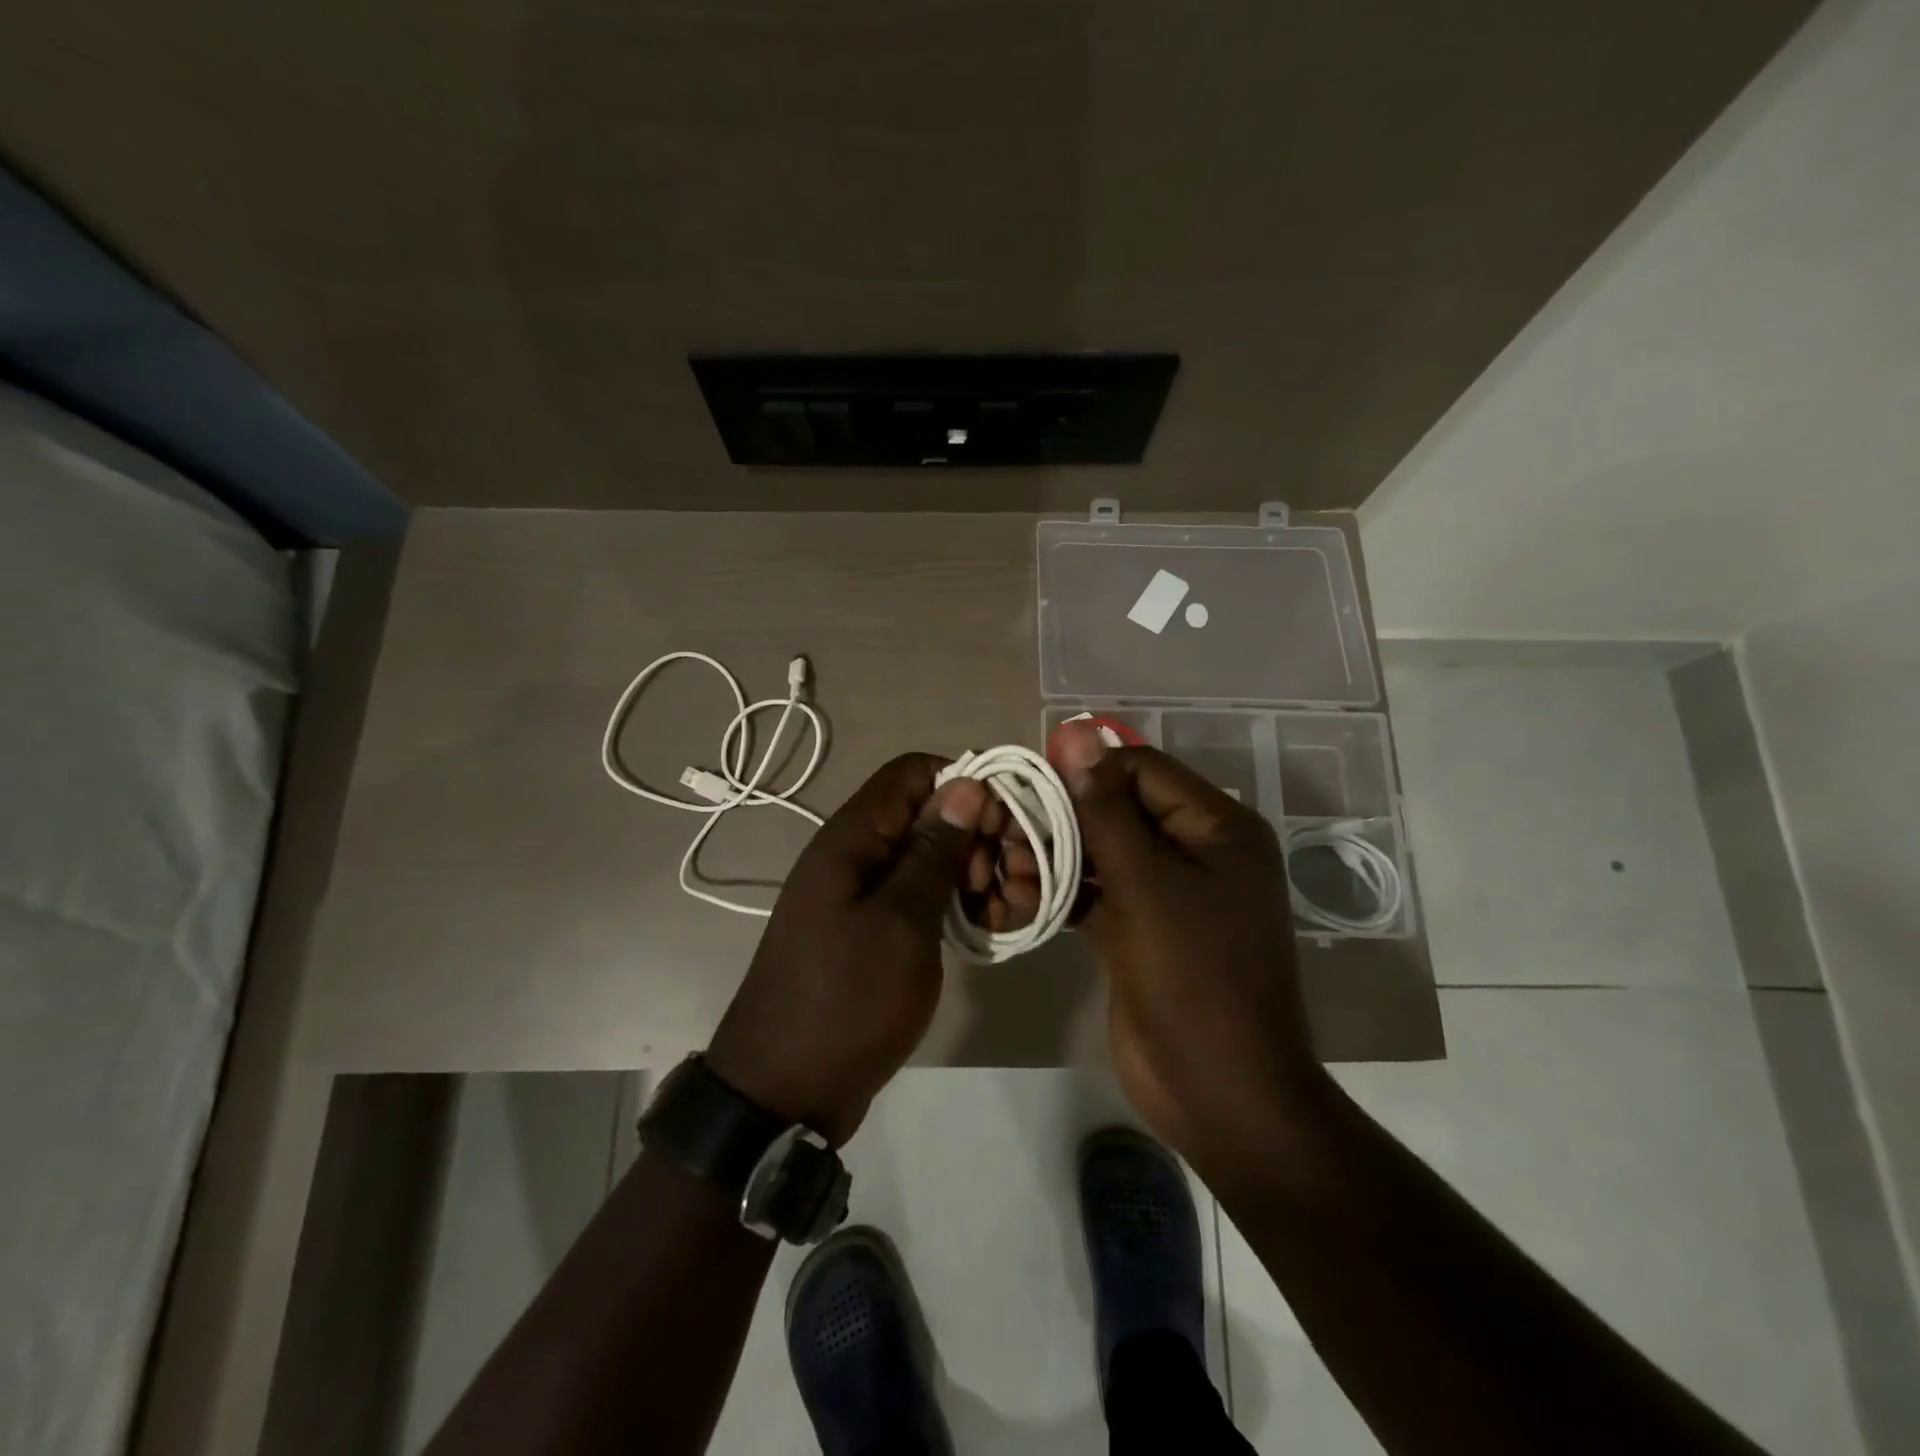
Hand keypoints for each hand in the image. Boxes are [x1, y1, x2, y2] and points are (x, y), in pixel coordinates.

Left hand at [705, 754, 987, 1145]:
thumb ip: (933, 850)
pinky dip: (955, 904)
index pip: (914, 772)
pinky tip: (983, 930)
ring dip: (974, 875)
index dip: (964, 787)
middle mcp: (856, 853)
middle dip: (978, 838)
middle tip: (1006, 885)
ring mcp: (863, 893)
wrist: (784, 1090)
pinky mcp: (873, 928)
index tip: (1001, 830)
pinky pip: (920, 895)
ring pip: (930, 857)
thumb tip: (966, 784)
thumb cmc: (846, 999)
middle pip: (928, 813)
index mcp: (853, 837)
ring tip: (1001, 915)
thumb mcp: (901, 921)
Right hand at [1049, 723, 1329, 1170]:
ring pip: (1100, 852)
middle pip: (1117, 809)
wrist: (1219, 1093)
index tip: (1027, 785)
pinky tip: (1017, 899)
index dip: (1084, 771)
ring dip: (1053, 858)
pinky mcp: (1140, 930)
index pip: (1141, 769)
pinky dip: (1060, 893)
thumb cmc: (1193, 978)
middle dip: (1061, 820)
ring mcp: (1167, 894)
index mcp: (1216, 827)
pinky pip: (1096, 893)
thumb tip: (1076, 732)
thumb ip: (1105, 808)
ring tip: (1005, 874)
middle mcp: (1195, 851)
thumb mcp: (1146, 884)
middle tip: (1005, 835)